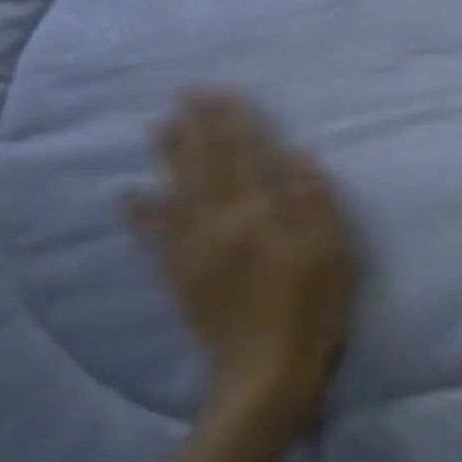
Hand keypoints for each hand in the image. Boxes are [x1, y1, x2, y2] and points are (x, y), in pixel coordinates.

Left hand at [128, 91, 356, 423]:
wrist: (267, 370)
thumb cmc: (312, 307)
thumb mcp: (331, 252)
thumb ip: (313, 202)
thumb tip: (297, 156)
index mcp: (258, 214)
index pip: (244, 156)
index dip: (233, 122)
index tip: (223, 91)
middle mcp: (219, 223)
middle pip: (205, 166)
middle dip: (197, 128)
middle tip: (185, 94)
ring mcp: (193, 250)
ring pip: (177, 191)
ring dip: (168, 157)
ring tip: (159, 127)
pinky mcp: (181, 276)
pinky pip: (155, 237)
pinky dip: (142, 213)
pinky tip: (130, 195)